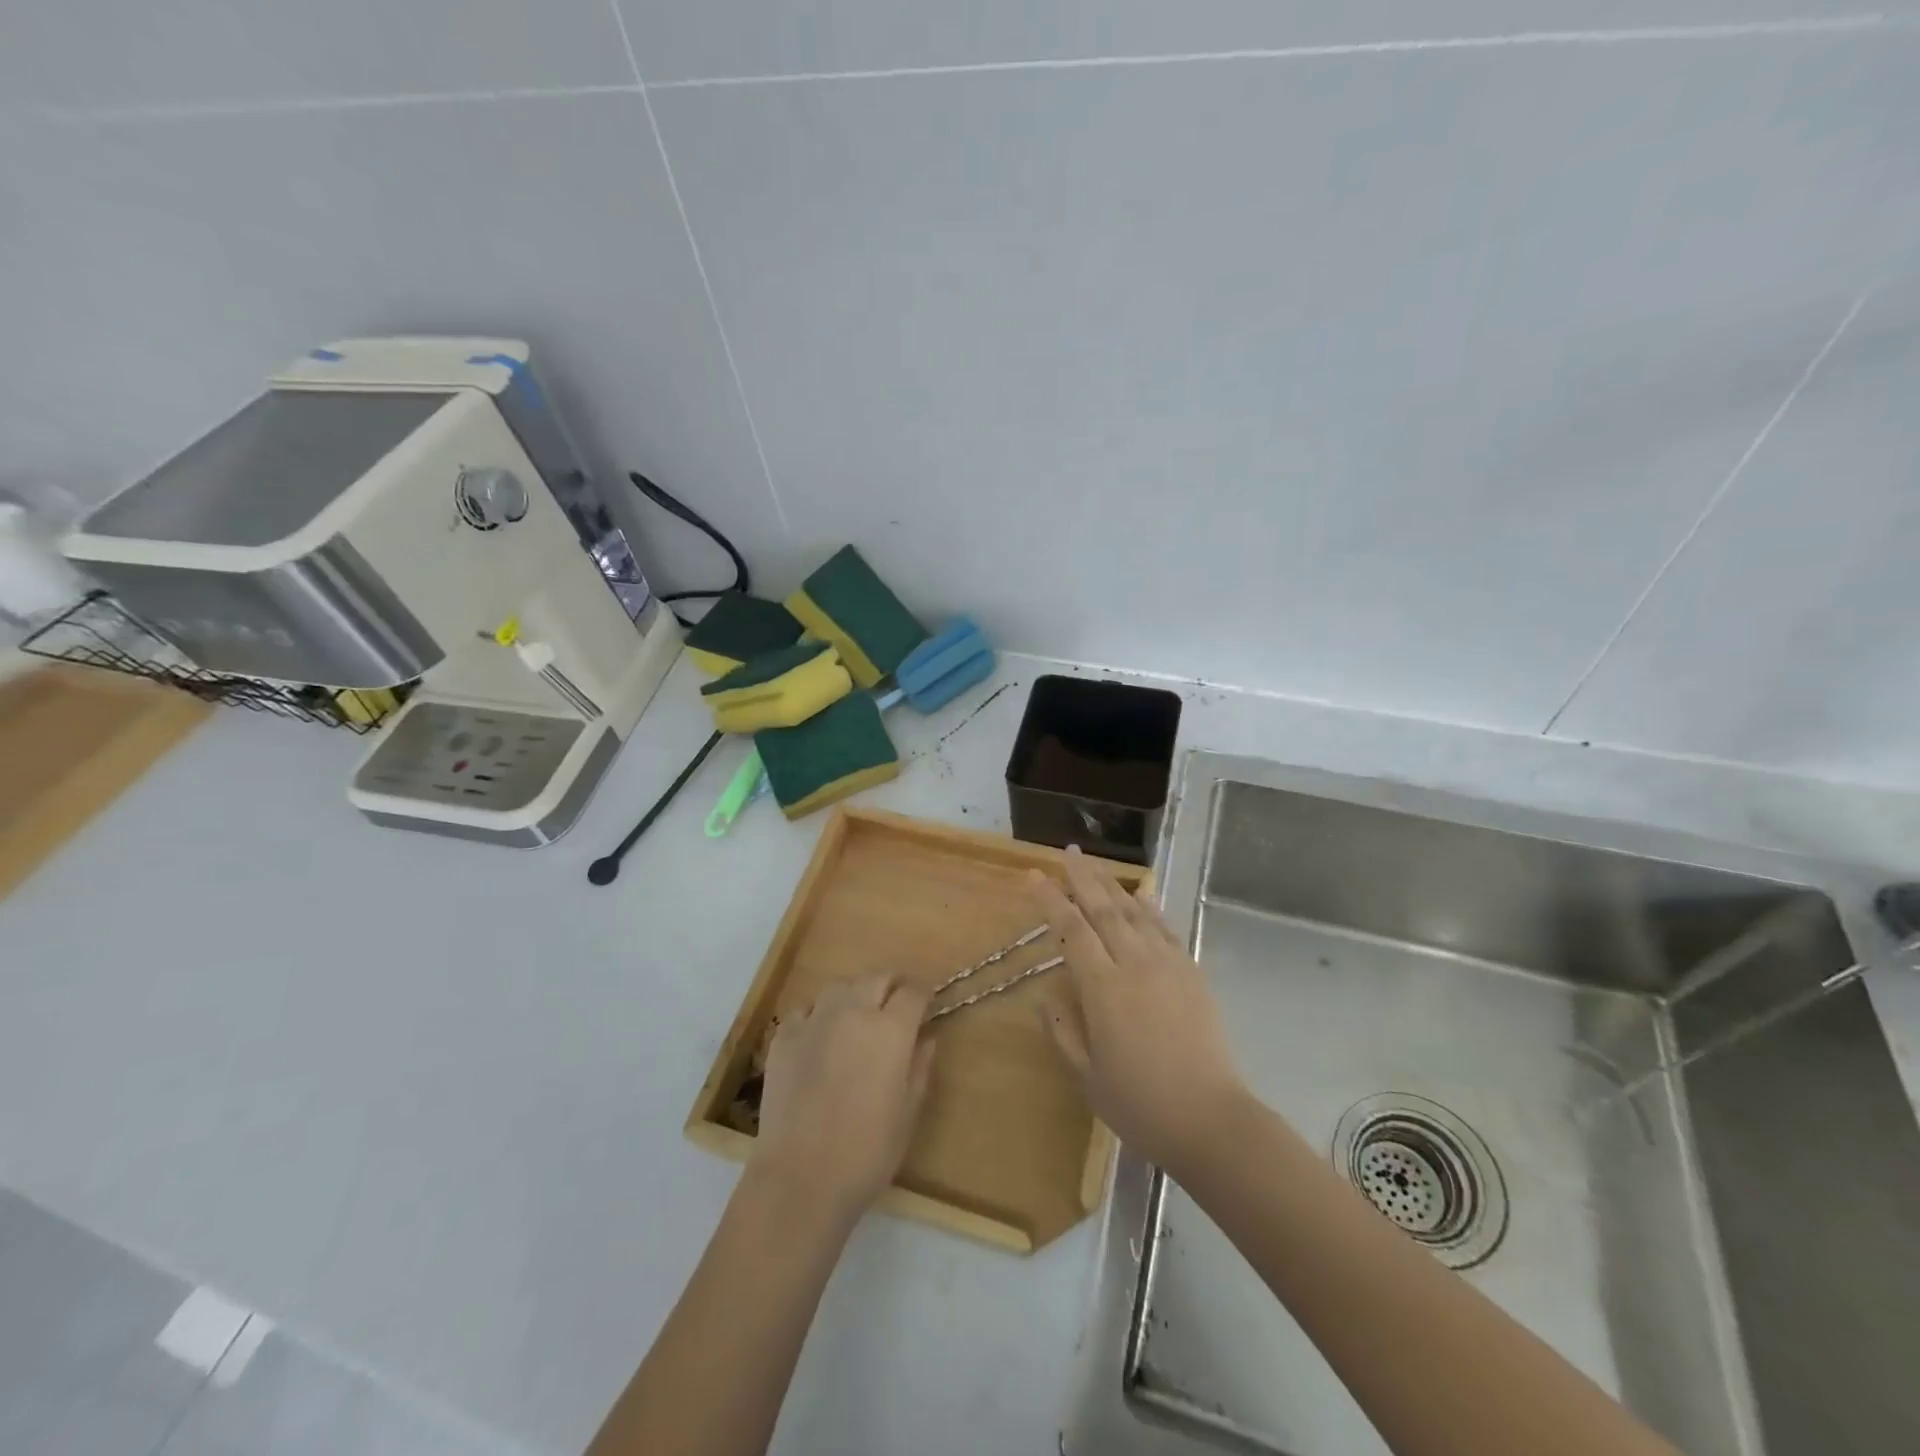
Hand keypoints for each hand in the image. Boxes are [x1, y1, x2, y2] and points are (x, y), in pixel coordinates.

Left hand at [751, 974, 934, 1226]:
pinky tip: (819, 1039)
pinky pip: (806, 1010)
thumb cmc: (867, 1152)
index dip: (923, 994)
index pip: (913, 991)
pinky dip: (818, 1016)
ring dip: (854, 995)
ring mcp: (814, 1020)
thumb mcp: (908, 1113)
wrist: (800, 1178)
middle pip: (877, 978)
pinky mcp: (783, 1037)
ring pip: (840, 986)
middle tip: (895, 1006)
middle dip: (891, 986)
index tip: (926, 1005)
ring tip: (856, 1018)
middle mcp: (853, 1011)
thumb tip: (926, 1037)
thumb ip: (919, 1066)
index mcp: (891, 1029)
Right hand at [1027, 848, 1246, 1174]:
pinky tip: (1138, 895)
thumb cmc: (1140, 1103)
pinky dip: (1147, 907)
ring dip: (1112, 885)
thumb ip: (1062, 1030)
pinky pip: (1164, 928)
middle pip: (1103, 909)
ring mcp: (1167, 965)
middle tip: (1067, 851)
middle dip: (1082, 877)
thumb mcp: (1086, 1075)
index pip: (1071, 930)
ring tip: (1095, 864)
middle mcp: (1134, 964)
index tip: (1035, 875)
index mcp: (1103, 988)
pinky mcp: (1191, 972)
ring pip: (1134, 912)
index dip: (1051, 900)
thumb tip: (1047, 995)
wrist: (1210, 1119)